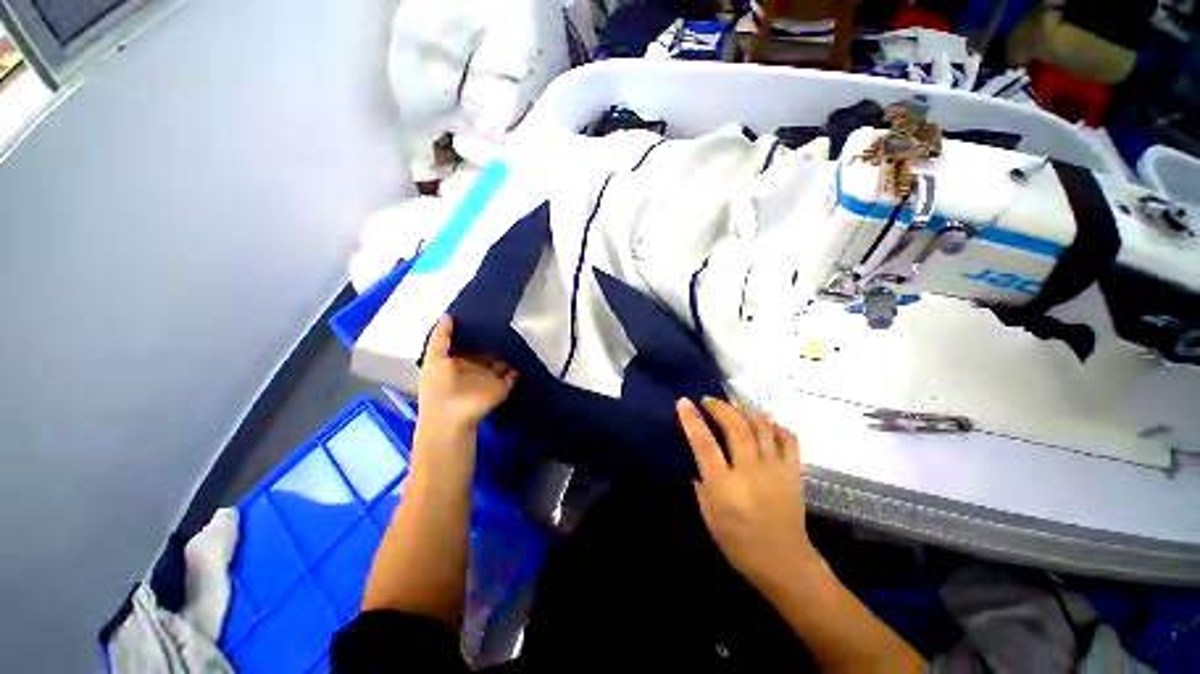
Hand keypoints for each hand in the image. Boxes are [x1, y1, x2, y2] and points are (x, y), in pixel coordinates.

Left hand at [418, 316, 517, 431]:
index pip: (469, 344)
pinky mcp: (501, 388)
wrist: (449, 417)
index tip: (483, 315)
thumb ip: (441, 338)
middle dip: (494, 340)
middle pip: (487, 351)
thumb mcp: (433, 359)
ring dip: (507, 352)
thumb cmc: (437, 388)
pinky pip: (512, 376)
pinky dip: (517, 367)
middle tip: (503, 322)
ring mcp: (489, 378)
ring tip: (515, 335)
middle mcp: (475, 368)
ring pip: (501, 362)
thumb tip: (447, 316)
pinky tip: (521, 354)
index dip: (474, 332)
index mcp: (458, 361)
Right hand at [676, 397, 821, 585]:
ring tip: (734, 404)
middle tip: (709, 400)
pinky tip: (766, 422)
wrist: (785, 563)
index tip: (684, 402)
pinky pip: (789, 440)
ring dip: (746, 410)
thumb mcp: (709, 517)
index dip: (692, 420)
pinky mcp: (793, 472)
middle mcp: (750, 471)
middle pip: (735, 428)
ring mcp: (775, 469)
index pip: (704, 443)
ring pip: (762, 427)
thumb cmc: (739, 544)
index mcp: (724, 485)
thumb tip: (699, 462)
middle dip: (720, 407)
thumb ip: (702, 485)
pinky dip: (777, 426)